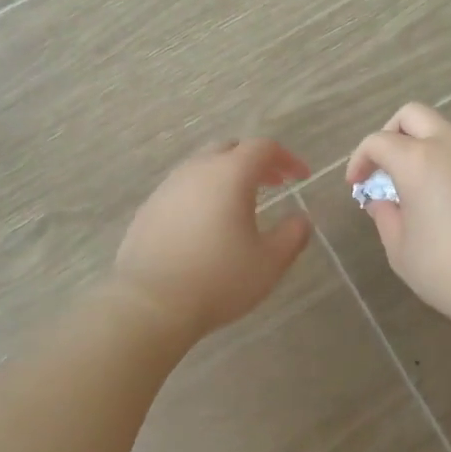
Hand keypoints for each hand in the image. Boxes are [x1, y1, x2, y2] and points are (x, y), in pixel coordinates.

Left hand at [110, 138, 313, 340]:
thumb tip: (301, 219)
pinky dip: (202, 194)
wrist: (150, 303)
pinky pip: (182, 189)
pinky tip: (206, 224)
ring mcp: (167, 187)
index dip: (287, 158)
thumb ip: (292, 235)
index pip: (263, 148)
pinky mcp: (148, 208)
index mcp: (230, 174)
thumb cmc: (218, 279)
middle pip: (230, 149)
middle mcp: (196, 170)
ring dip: (226, 176)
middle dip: (256, 161)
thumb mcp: (269, 263)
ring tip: (240, 205)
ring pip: (202, 167)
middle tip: (273, 184)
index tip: (301, 178)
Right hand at [345, 104, 450, 334]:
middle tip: (383, 167)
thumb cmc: (446, 269)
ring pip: (444, 132)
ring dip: (422, 148)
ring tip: (413, 188)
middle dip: (390, 133)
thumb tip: (383, 201)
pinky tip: (444, 202)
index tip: (356, 185)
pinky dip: (447, 165)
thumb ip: (385, 216)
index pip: (378, 141)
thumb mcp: (400, 249)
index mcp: (418, 160)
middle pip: (413, 114)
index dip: (360, 159)